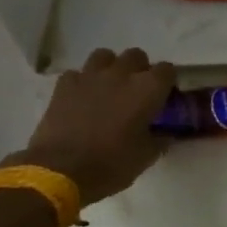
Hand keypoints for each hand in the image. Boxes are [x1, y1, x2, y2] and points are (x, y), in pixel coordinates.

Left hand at [4, 48, 175, 206]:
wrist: (59, 171)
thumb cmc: (110, 164)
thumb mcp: (146, 157)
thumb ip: (160, 139)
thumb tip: (165, 134)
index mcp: (148, 88)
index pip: (167, 69)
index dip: (166, 82)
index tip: (163, 96)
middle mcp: (122, 74)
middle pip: (136, 55)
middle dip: (138, 69)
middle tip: (135, 91)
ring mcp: (91, 76)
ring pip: (104, 56)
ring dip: (109, 68)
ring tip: (107, 87)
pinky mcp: (64, 85)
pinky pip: (77, 74)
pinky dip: (81, 83)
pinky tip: (80, 98)